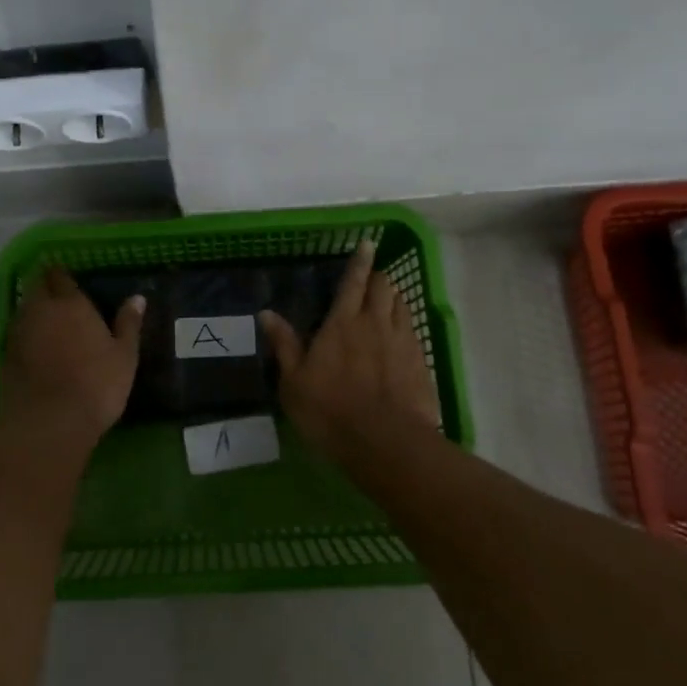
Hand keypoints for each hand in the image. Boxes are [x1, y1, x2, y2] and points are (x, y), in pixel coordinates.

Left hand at [0, 267, 143, 442]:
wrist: (49, 422)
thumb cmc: (96, 385)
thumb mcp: (124, 356)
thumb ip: (128, 324)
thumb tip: (137, 298)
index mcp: (70, 304)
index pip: (60, 276)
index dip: (62, 275)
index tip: (68, 278)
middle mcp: (40, 310)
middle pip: (36, 287)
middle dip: (45, 287)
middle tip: (58, 296)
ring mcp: (19, 333)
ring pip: (24, 310)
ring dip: (34, 310)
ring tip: (49, 321)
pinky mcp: (5, 357)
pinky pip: (17, 335)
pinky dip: (26, 335)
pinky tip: (37, 348)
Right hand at [260, 241, 439, 463]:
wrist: (386, 441)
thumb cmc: (330, 411)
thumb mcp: (294, 382)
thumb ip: (284, 345)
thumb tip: (266, 313)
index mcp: (341, 324)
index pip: (353, 282)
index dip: (359, 261)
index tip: (367, 244)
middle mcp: (375, 323)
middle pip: (383, 287)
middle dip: (377, 278)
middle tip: (370, 281)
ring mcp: (402, 341)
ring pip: (402, 305)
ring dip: (393, 298)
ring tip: (386, 302)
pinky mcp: (420, 362)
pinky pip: (413, 331)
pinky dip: (405, 325)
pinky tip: (400, 336)